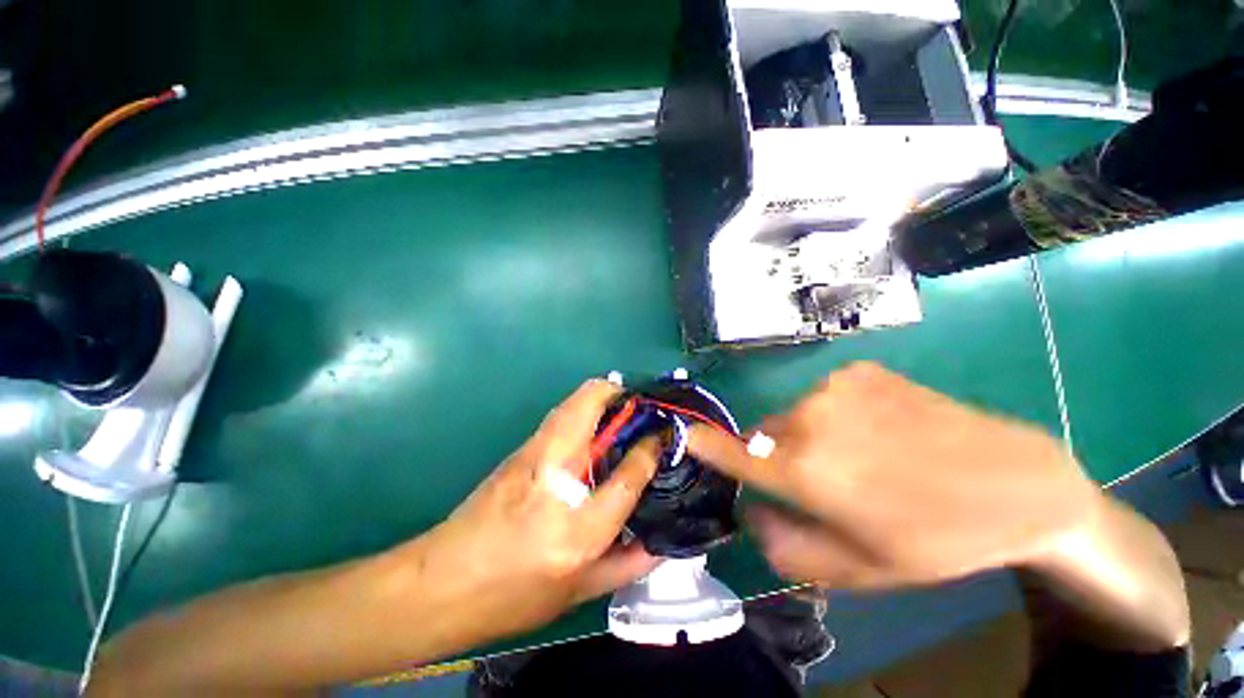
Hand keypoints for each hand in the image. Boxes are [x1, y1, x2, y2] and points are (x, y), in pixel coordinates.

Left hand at [418, 380, 660, 645]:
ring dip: (603, 397)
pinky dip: (584, 409)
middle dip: (621, 395)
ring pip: (573, 402)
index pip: (629, 473)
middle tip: (643, 409)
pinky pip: (561, 414)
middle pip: (591, 404)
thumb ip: (625, 565)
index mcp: (578, 528)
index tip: (662, 436)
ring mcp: (532, 455)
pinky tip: (593, 430)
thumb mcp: (576, 594)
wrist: (440, 583)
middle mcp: (555, 477)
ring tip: (624, 413)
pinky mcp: (519, 449)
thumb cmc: (512, 596)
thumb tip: (660, 542)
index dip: (650, 448)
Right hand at [688, 362, 1101, 589]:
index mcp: (807, 472)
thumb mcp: (860, 569)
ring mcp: (836, 388)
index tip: (685, 435)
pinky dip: (835, 414)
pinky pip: (824, 396)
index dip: (704, 443)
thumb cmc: (937, 538)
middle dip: (776, 457)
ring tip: (860, 455)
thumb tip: (750, 514)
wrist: (1016, 482)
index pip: (733, 452)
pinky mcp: (859, 371)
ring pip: (792, 415)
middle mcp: (810, 420)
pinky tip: (880, 428)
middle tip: (821, 480)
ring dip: (807, 435)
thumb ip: (787, 548)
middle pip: (764, 435)